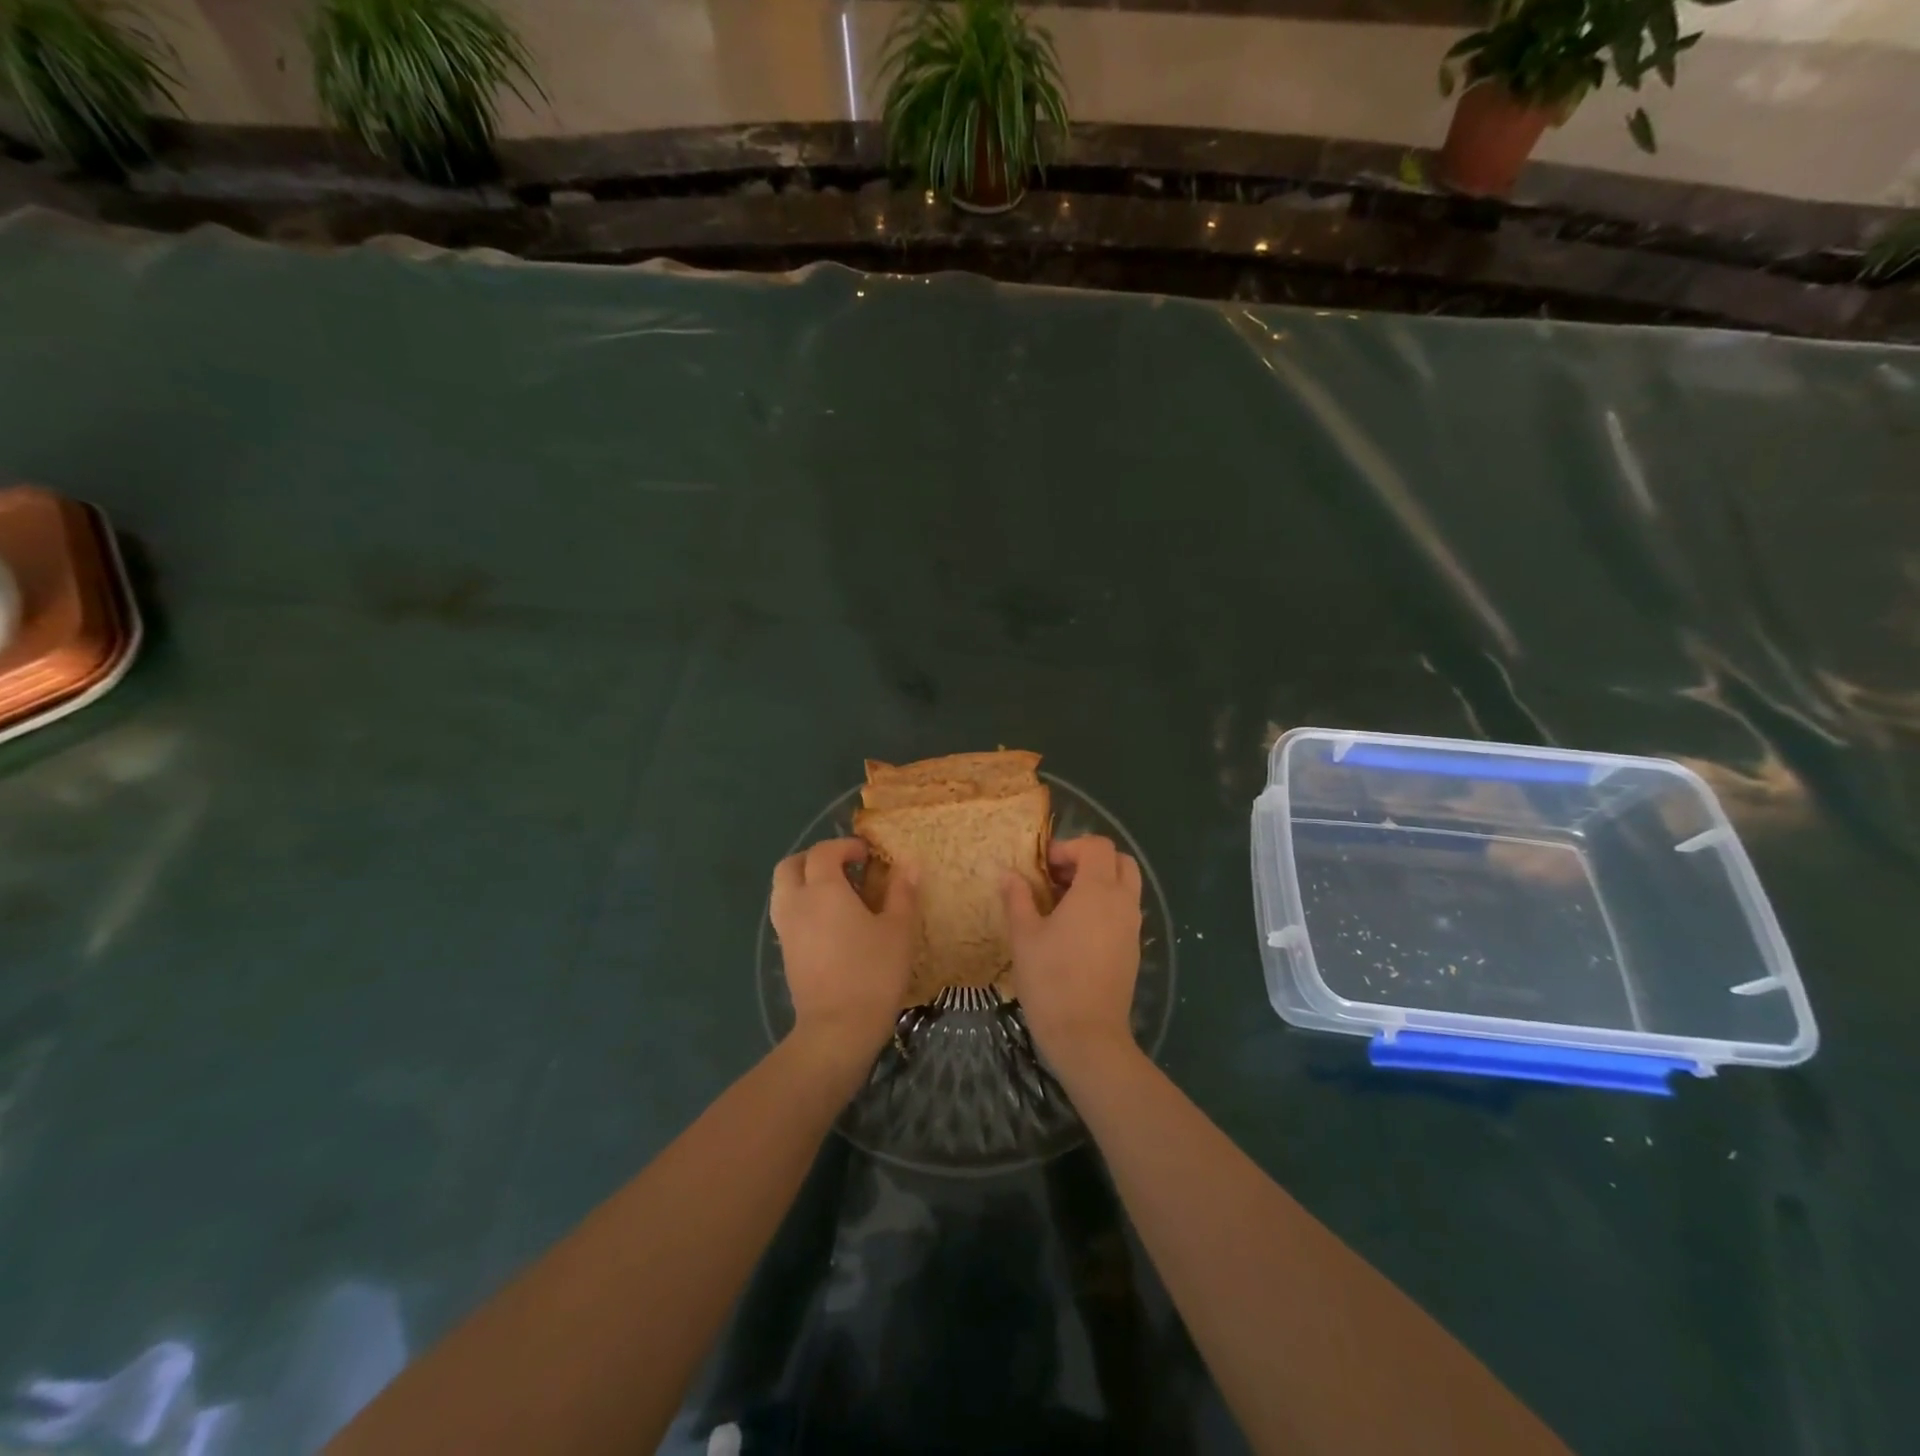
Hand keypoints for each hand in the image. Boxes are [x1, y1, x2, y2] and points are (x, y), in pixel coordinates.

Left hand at [771, 839, 914, 1071]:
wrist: (838, 1028)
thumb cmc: (873, 972)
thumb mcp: (898, 929)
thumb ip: (902, 892)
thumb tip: (909, 864)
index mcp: (823, 889)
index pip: (824, 851)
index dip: (845, 846)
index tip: (868, 854)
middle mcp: (797, 902)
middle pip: (791, 865)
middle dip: (815, 858)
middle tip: (844, 867)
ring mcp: (786, 929)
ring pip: (782, 889)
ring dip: (804, 880)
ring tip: (835, 893)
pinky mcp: (785, 952)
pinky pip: (786, 913)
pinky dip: (802, 904)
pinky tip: (828, 922)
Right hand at [1002, 835, 1142, 1070]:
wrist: (1087, 1036)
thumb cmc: (1051, 979)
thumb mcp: (1024, 935)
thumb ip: (1017, 898)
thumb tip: (1008, 874)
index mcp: (1098, 890)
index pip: (1097, 846)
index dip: (1070, 847)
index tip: (1044, 866)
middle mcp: (1123, 902)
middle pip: (1120, 861)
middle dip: (1090, 860)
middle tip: (1059, 878)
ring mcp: (1132, 927)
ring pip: (1126, 887)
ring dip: (1099, 883)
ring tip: (1063, 904)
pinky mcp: (1133, 950)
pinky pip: (1125, 912)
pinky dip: (1106, 906)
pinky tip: (1075, 930)